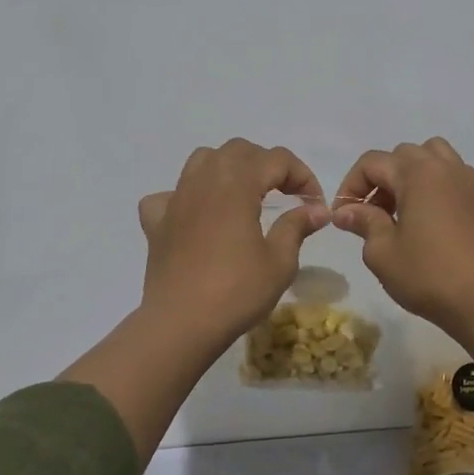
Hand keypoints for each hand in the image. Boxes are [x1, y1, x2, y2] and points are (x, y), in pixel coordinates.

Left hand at [137, 139, 330, 345]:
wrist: (181, 323)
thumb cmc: (237, 291)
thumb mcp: (279, 261)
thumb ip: (297, 226)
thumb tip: (317, 209)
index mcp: (237, 183)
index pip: (277, 159)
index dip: (302, 175)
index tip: (314, 204)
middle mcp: (205, 180)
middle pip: (239, 150)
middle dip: (266, 165)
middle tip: (284, 194)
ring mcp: (176, 199)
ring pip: (202, 160)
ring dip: (227, 168)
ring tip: (242, 195)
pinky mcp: (157, 222)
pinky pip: (168, 195)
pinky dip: (184, 198)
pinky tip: (195, 218)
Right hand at [331, 138, 473, 331]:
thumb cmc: (428, 275)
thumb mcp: (382, 252)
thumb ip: (363, 222)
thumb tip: (346, 211)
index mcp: (416, 173)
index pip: (372, 163)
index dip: (351, 186)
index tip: (344, 216)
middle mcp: (443, 167)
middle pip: (401, 155)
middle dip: (380, 179)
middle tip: (371, 214)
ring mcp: (466, 181)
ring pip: (431, 157)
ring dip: (409, 174)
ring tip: (402, 208)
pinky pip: (451, 175)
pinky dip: (433, 184)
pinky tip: (428, 219)